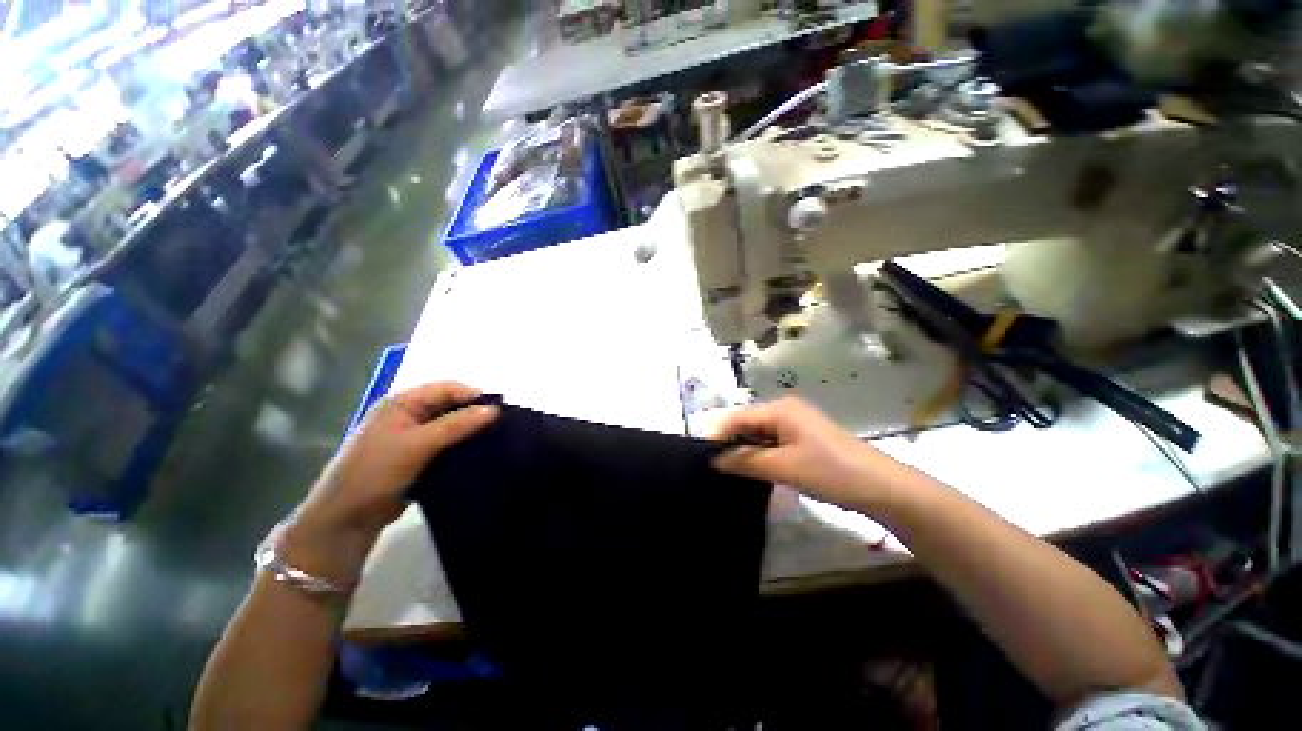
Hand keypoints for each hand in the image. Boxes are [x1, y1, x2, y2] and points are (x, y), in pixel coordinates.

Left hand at [280, 381, 498, 582]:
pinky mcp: (419, 455)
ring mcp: (413, 435)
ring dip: (471, 430)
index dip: (474, 396)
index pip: (448, 388)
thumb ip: (456, 425)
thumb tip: (494, 410)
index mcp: (402, 402)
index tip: (501, 412)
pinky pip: (448, 442)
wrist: (346, 518)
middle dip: (475, 412)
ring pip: (452, 424)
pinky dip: (463, 444)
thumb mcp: (417, 445)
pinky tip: (479, 452)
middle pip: (451, 404)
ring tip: (495, 439)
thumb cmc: (376, 473)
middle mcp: (409, 413)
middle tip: (501, 426)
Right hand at [711, 397, 888, 510]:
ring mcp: (796, 423)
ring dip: (746, 451)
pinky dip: (762, 455)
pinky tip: (755, 471)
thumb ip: (745, 461)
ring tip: (730, 472)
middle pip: (747, 424)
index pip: (737, 417)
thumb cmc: (829, 472)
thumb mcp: (782, 467)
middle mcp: (785, 410)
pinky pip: (773, 442)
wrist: (881, 487)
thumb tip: (714, 460)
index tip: (702, 458)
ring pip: (759, 434)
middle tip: (715, 468)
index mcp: (780, 409)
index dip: (718, 436)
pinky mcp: (804, 438)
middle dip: (731, 444)